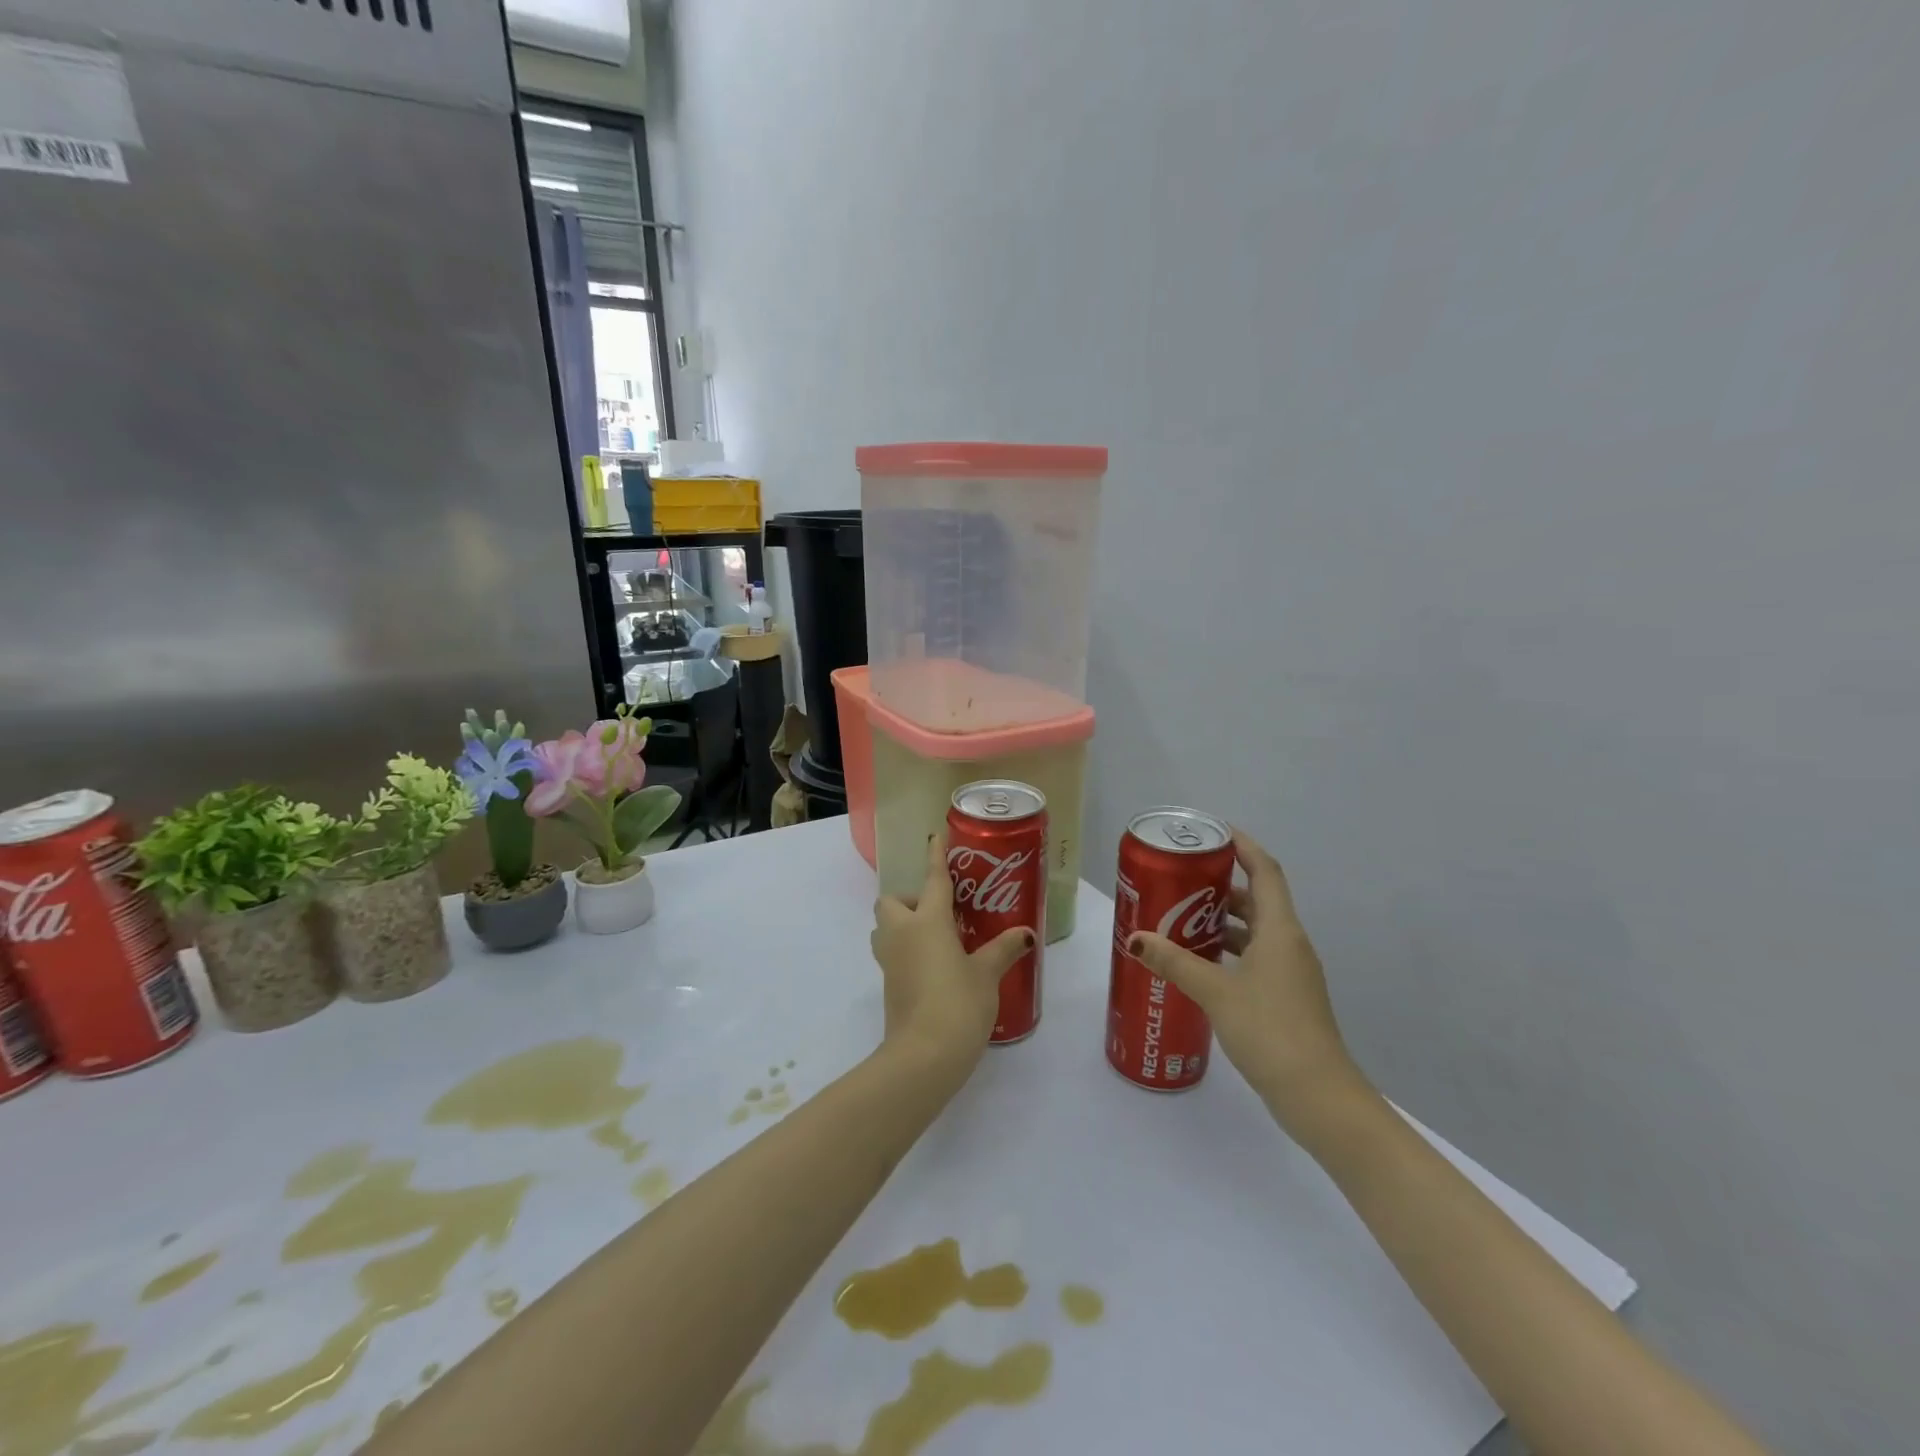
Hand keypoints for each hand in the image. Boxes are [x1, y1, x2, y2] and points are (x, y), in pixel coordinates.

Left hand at [871, 831, 1033, 1078]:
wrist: (923, 1055)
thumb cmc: (958, 1004)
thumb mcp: (987, 974)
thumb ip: (1002, 949)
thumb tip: (1023, 934)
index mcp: (927, 922)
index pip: (932, 880)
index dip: (935, 857)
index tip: (936, 837)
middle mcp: (902, 934)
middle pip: (891, 901)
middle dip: (908, 898)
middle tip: (940, 912)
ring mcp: (890, 960)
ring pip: (885, 927)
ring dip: (902, 924)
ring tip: (936, 937)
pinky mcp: (888, 984)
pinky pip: (892, 952)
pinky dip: (906, 949)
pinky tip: (934, 964)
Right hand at [1128, 830, 1367, 1132]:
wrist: (1319, 1096)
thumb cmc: (1270, 1031)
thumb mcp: (1215, 992)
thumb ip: (1175, 962)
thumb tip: (1137, 938)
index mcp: (1281, 931)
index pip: (1266, 872)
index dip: (1244, 846)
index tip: (1214, 832)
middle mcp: (1290, 944)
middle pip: (1259, 900)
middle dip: (1223, 886)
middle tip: (1183, 879)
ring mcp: (1291, 973)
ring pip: (1257, 931)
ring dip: (1224, 921)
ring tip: (1182, 918)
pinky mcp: (1287, 997)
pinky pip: (1256, 957)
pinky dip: (1230, 950)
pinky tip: (1201, 964)